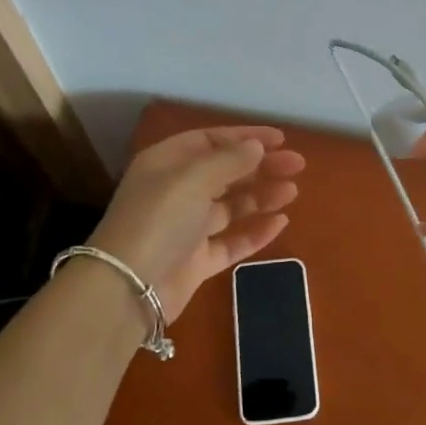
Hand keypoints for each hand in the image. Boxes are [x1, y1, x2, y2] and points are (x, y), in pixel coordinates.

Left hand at [87, 125, 306, 320]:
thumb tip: (256, 146)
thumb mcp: (194, 178)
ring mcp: (187, 228)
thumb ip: (230, 160)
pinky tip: (280, 222)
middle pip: (225, 172)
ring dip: (261, 196)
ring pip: (231, 206)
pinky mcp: (197, 261)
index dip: (245, 137)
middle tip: (297, 165)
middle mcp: (177, 192)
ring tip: (292, 191)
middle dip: (260, 166)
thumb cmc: (159, 218)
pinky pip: (232, 241)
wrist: (128, 287)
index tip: (280, 139)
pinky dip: (255, 231)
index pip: (210, 140)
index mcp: (167, 163)